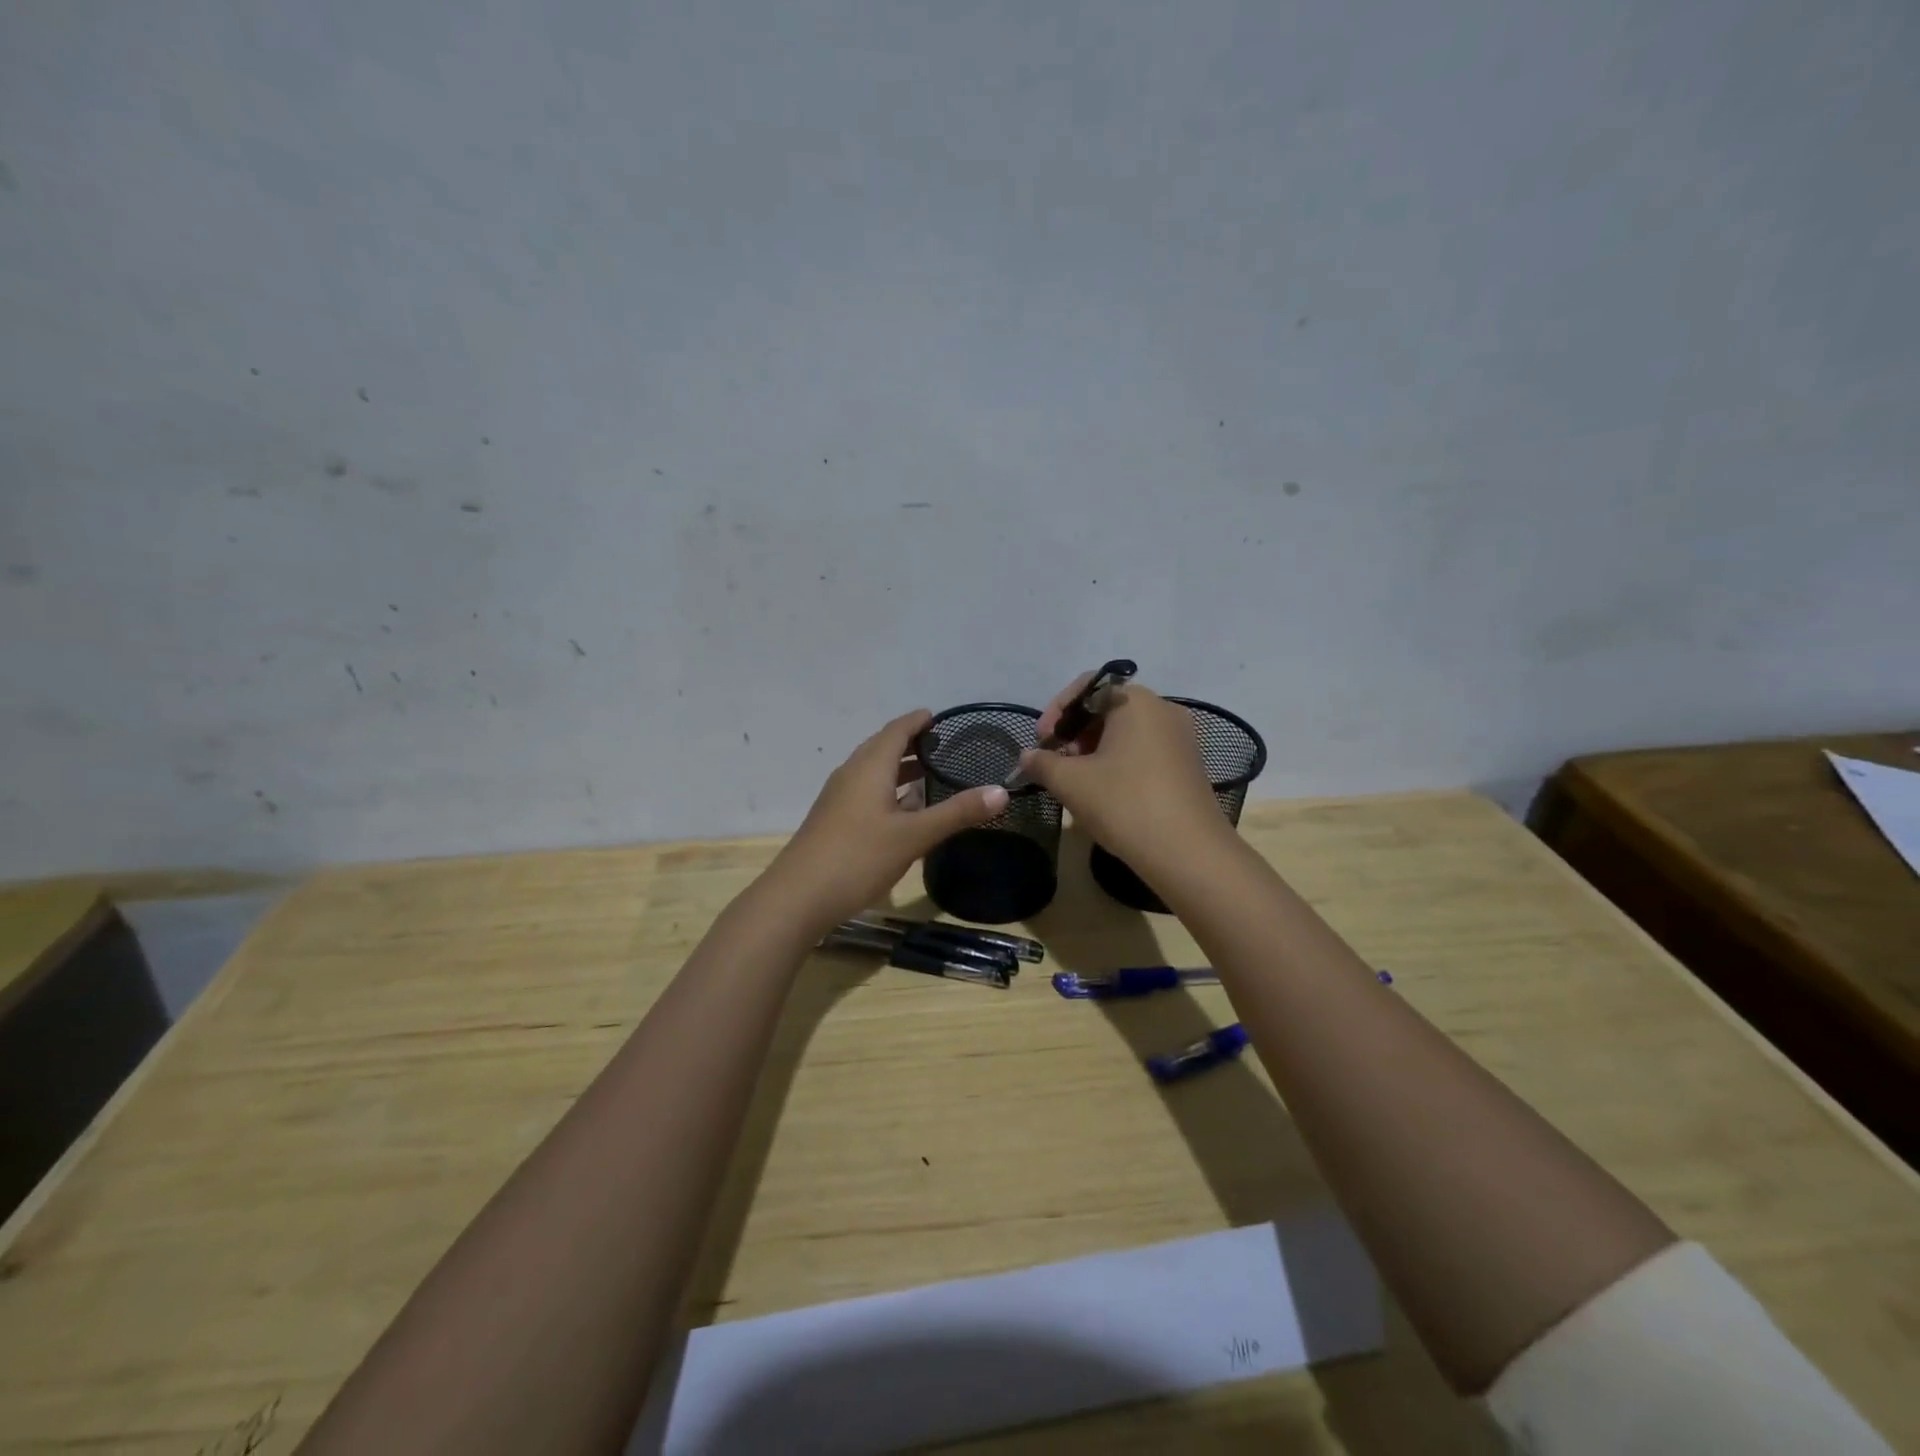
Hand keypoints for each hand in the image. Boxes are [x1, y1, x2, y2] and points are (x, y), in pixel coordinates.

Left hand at [764, 709, 1008, 935]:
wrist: (798, 897)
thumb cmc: (857, 857)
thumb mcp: (913, 836)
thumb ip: (956, 813)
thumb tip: (1000, 791)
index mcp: (869, 767)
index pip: (896, 730)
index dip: (918, 721)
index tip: (940, 717)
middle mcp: (851, 774)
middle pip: (882, 747)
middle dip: (911, 743)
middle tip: (943, 746)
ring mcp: (839, 798)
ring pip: (873, 772)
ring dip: (899, 768)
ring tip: (930, 774)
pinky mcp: (834, 820)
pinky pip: (866, 792)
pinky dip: (889, 790)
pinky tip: (904, 811)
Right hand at [1020, 676, 1226, 870]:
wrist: (1189, 853)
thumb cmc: (1125, 803)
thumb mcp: (1071, 782)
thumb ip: (1042, 762)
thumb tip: (1028, 756)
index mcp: (1136, 701)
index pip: (1087, 687)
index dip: (1057, 711)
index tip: (1042, 742)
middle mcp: (1163, 709)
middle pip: (1107, 708)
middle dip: (1075, 732)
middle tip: (1056, 764)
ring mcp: (1181, 738)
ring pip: (1125, 732)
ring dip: (1094, 750)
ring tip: (1077, 782)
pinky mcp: (1188, 765)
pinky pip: (1144, 751)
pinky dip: (1118, 763)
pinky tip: (1106, 793)